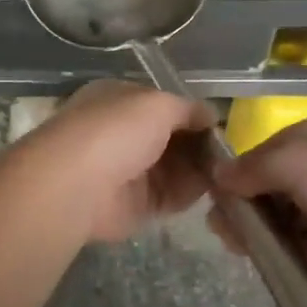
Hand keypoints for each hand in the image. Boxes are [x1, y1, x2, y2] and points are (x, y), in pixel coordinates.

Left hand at [24, 81, 213, 243]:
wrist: (76, 184)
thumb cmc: (115, 130)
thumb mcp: (158, 104)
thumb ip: (189, 109)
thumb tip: (210, 115)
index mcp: (121, 101)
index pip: (164, 106)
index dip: (192, 115)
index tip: (220, 126)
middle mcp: (123, 134)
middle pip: (173, 140)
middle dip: (200, 146)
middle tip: (229, 155)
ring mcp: (128, 171)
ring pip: (175, 169)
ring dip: (200, 171)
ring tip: (228, 173)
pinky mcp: (135, 206)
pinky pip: (171, 197)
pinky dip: (190, 194)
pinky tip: (212, 191)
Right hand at [210, 112, 306, 301]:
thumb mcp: (297, 160)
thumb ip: (253, 167)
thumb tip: (218, 174)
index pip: (268, 147)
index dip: (240, 167)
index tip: (214, 190)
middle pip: (272, 181)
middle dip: (244, 199)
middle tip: (219, 223)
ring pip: (282, 214)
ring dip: (256, 226)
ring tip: (231, 242)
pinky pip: (297, 244)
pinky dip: (276, 248)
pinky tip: (256, 256)